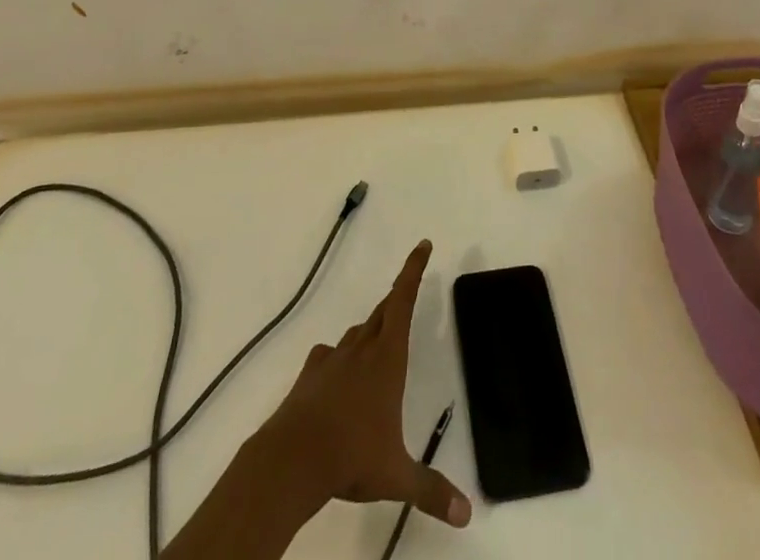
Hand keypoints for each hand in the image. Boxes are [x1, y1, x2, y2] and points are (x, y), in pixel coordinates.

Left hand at [254, 240, 470, 529]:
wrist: (292, 459)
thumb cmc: (351, 456)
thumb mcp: (396, 476)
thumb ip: (431, 491)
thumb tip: (467, 514)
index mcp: (388, 358)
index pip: (404, 301)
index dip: (413, 270)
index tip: (422, 244)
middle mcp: (362, 348)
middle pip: (383, 311)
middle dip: (397, 299)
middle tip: (407, 290)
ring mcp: (333, 359)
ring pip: (357, 333)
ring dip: (370, 332)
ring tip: (377, 343)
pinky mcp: (310, 374)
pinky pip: (329, 355)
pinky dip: (338, 358)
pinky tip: (337, 373)